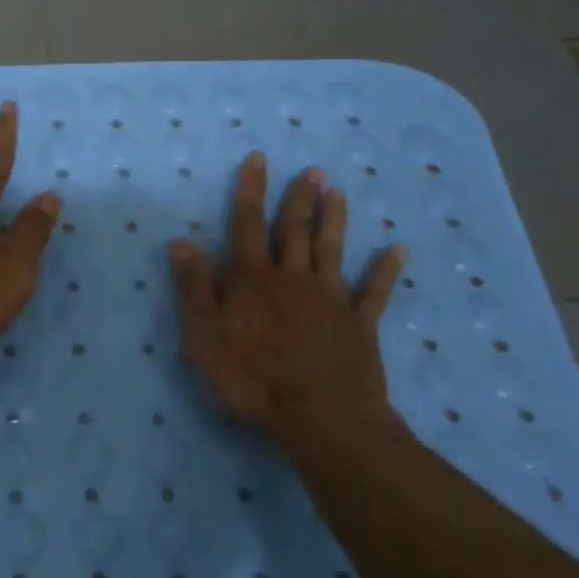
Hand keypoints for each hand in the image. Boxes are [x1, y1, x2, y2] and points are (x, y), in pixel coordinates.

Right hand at [168, 153, 406, 449]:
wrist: (321, 418)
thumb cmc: (253, 377)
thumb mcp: (204, 334)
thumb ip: (194, 286)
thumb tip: (181, 241)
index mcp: (254, 279)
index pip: (247, 225)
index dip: (251, 191)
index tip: (259, 159)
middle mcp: (293, 278)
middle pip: (294, 230)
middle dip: (299, 199)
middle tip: (311, 171)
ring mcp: (331, 300)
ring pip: (331, 250)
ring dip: (334, 220)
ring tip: (338, 193)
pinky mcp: (359, 325)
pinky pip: (374, 292)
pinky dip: (385, 270)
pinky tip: (397, 250)